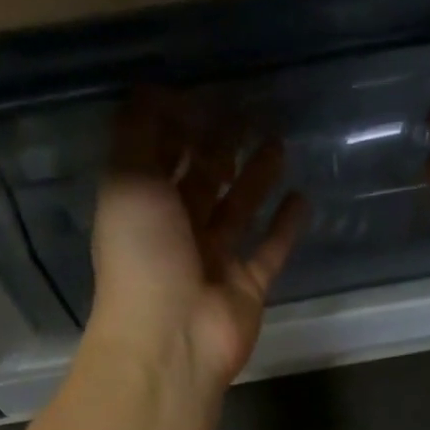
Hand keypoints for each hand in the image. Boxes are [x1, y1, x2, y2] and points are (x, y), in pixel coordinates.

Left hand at [89, 93, 306, 390]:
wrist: (172, 339)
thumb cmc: (143, 255)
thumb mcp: (127, 178)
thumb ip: (139, 131)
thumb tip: (157, 91)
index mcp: (141, 206)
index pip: (159, 157)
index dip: (176, 125)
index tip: (203, 92)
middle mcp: (176, 232)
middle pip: (201, 182)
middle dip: (219, 148)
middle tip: (247, 112)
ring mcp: (214, 262)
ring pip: (238, 212)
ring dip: (254, 179)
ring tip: (277, 142)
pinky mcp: (247, 288)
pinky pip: (270, 252)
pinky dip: (285, 228)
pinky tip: (302, 197)